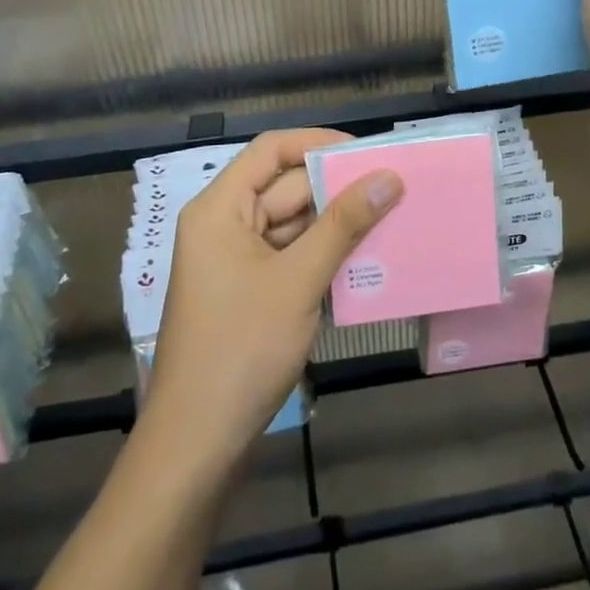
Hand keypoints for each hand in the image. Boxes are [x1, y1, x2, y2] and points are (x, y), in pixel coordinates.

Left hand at [145, 129, 402, 467]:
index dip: (317, 143)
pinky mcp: (248, 292)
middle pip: (284, 187)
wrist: (196, 445)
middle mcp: (223, 225)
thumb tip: (389, 176)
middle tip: (392, 188)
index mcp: (219, 209)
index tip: (366, 153)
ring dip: (334, 225)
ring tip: (389, 219)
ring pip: (292, 224)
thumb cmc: (241, 349)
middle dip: (336, 189)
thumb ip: (344, 224)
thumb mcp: (299, 280)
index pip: (271, 150)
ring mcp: (234, 261)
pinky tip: (363, 260)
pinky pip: (290, 256)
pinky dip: (322, 255)